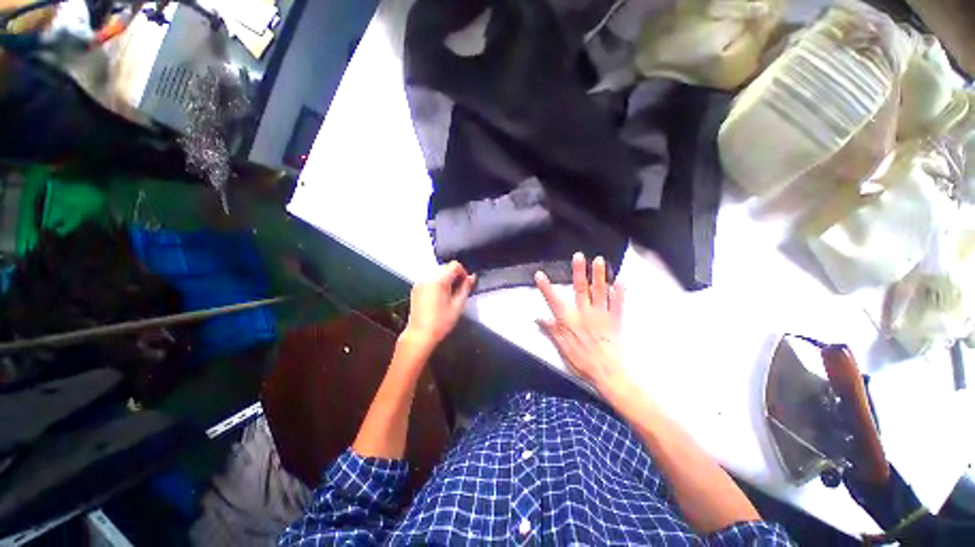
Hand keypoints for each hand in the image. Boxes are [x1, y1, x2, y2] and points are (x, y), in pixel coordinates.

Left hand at [402, 261, 475, 352]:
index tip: (466, 284)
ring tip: (450, 293)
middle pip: (445, 267)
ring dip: (445, 277)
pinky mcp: (416, 288)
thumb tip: (472, 277)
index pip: (455, 265)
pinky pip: (429, 278)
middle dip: (454, 275)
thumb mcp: (458, 305)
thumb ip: (466, 288)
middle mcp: (428, 277)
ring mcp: (420, 282)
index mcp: (439, 279)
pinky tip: (439, 295)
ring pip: (437, 271)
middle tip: (460, 289)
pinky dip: (436, 281)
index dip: (463, 273)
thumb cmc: (441, 322)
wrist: (420, 334)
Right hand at [535, 253, 629, 397]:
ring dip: (599, 275)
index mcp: (569, 321)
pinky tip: (620, 281)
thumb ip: (551, 330)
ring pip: (599, 291)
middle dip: (578, 271)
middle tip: (579, 256)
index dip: (546, 287)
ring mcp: (601, 315)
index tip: (540, 275)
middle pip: (580, 289)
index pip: (554, 301)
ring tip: (599, 260)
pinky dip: (619, 292)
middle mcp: (584, 313)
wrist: (608, 372)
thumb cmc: (582, 361)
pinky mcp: (615, 320)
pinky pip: (618, 303)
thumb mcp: (562, 348)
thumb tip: (538, 318)